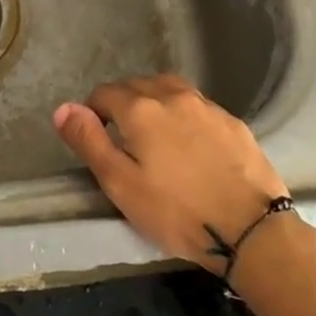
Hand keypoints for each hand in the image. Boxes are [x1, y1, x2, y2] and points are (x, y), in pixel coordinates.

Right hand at [53, 74, 288, 271]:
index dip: (93, 111)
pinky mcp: (232, 122)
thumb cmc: (178, 212)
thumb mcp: (121, 184)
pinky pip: (197, 106)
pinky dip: (184, 115)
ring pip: (169, 90)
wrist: (251, 229)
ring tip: (154, 134)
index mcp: (140, 108)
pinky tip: (190, 143)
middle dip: (122, 103)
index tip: (96, 136)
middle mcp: (172, 95)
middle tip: (122, 138)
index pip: (104, 93)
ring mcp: (206, 106)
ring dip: (154, 102)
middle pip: (137, 85)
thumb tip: (63, 108)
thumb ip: (89, 142)